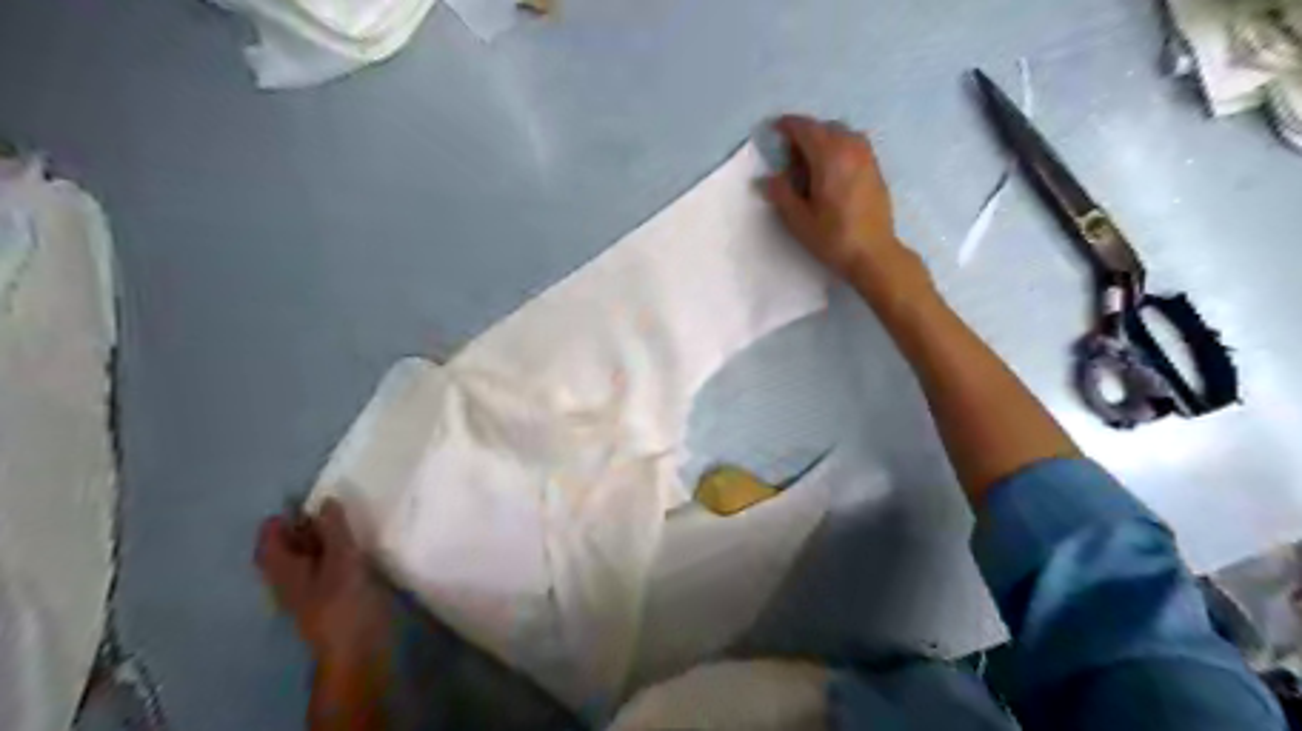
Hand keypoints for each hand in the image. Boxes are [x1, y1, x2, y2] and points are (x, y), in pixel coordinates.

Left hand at [255, 499, 389, 665]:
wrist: (357, 649)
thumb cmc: (343, 603)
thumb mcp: (342, 561)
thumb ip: (334, 530)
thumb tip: (326, 500)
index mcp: (284, 571)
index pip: (269, 542)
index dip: (279, 522)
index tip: (300, 502)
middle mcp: (290, 580)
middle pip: (286, 550)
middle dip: (300, 528)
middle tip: (323, 507)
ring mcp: (310, 591)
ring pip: (307, 559)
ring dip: (319, 540)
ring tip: (341, 522)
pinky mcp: (330, 598)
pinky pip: (325, 568)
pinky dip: (333, 554)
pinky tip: (352, 549)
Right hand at [766, 113, 924, 290]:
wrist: (873, 253)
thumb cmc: (833, 238)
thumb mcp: (799, 220)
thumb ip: (781, 194)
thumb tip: (769, 178)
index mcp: (829, 157)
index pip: (806, 129)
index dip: (788, 126)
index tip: (775, 129)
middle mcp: (851, 149)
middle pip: (825, 128)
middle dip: (805, 133)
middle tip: (790, 154)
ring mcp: (867, 157)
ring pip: (842, 133)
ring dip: (824, 138)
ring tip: (811, 160)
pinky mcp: (876, 169)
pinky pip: (854, 145)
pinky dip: (839, 147)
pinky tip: (831, 169)